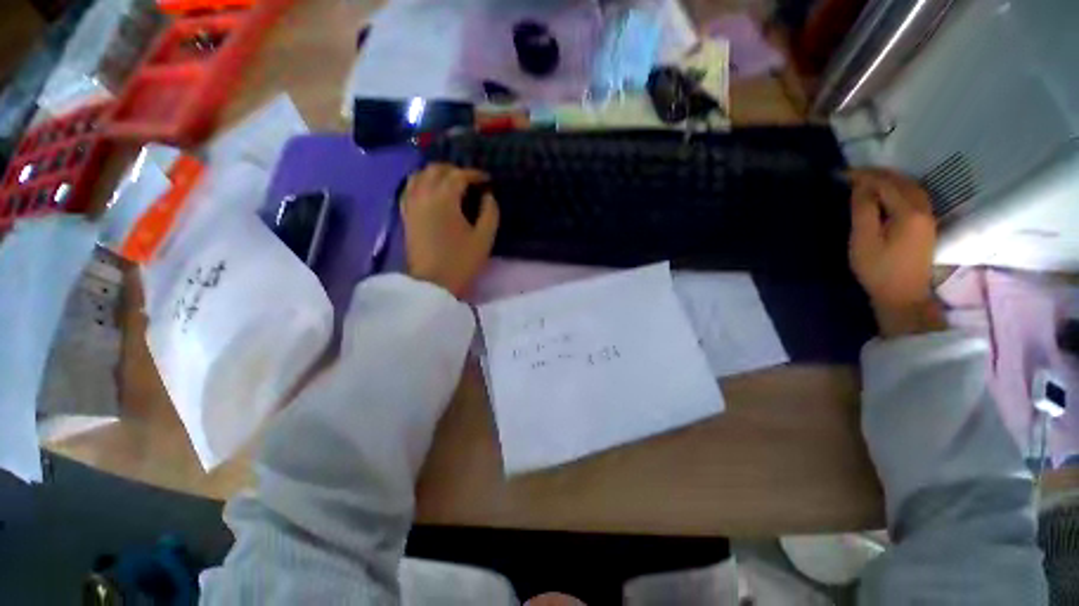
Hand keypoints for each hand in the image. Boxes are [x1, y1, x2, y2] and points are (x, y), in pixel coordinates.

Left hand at [401, 164, 498, 297]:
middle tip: (470, 181)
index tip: (487, 180)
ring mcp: (411, 204)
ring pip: (419, 175)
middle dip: (455, 170)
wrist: (432, 284)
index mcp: (444, 199)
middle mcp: (424, 195)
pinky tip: (430, 191)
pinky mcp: (405, 214)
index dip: (475, 174)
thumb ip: (490, 212)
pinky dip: (421, 183)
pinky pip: (409, 188)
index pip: (459, 175)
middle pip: (436, 169)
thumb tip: (488, 196)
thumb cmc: (461, 261)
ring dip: (436, 174)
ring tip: (451, 184)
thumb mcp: (484, 238)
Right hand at [848, 168, 943, 336]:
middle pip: (902, 182)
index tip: (842, 174)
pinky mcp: (927, 225)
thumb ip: (863, 211)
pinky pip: (914, 196)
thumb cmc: (878, 270)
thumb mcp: (863, 241)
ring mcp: (928, 217)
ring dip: (889, 180)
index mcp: (909, 212)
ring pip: (911, 187)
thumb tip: (861, 187)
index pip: (886, 184)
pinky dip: (898, 188)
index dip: (864, 176)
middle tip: (852, 175)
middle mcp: (924, 209)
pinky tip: (886, 193)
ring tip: (867, 181)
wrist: (903, 296)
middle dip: (877, 175)